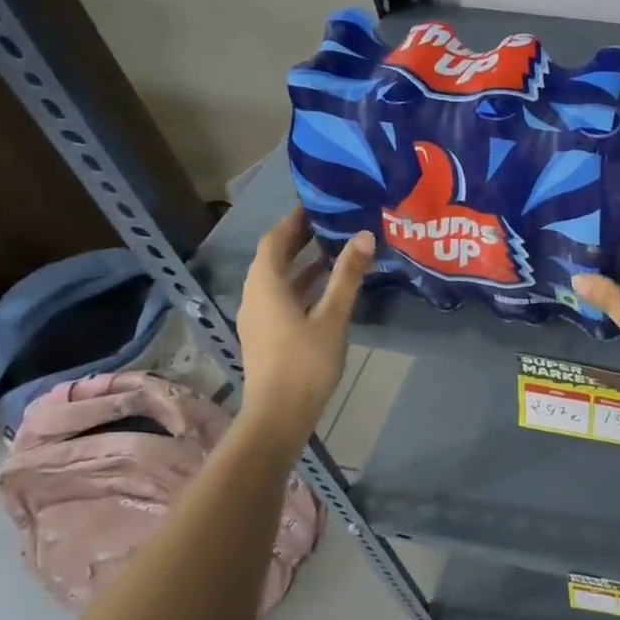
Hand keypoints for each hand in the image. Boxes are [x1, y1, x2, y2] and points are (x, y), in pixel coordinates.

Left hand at [236, 210, 372, 442]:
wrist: (279, 415)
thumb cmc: (305, 362)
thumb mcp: (333, 317)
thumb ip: (347, 276)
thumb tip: (363, 235)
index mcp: (266, 286)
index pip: (274, 241)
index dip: (293, 221)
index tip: (316, 204)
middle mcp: (255, 296)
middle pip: (273, 258)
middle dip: (299, 239)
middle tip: (330, 223)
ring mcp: (258, 318)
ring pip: (278, 280)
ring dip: (302, 264)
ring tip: (334, 251)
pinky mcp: (266, 334)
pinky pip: (281, 297)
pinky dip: (301, 285)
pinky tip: (326, 290)